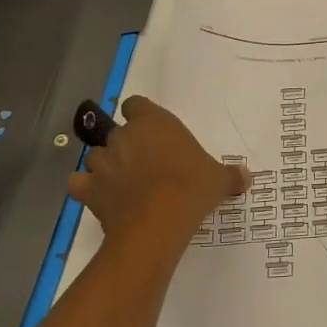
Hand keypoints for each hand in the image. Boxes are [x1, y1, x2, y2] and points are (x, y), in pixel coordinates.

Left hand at [67, 97, 246, 265]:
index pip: (136, 105)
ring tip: (123, 186)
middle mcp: (124, 135)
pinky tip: (99, 198)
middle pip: (117, 133)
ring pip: (97, 157)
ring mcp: (102, 161)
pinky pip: (79, 183)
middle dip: (126, 147)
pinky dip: (86, 189)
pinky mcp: (88, 188)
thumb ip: (230, 175)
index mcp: (154, 122)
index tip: (152, 133)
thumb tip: (247, 177)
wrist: (158, 221)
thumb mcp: (218, 180)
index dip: (141, 117)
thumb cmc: (191, 188)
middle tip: (145, 166)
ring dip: (106, 167)